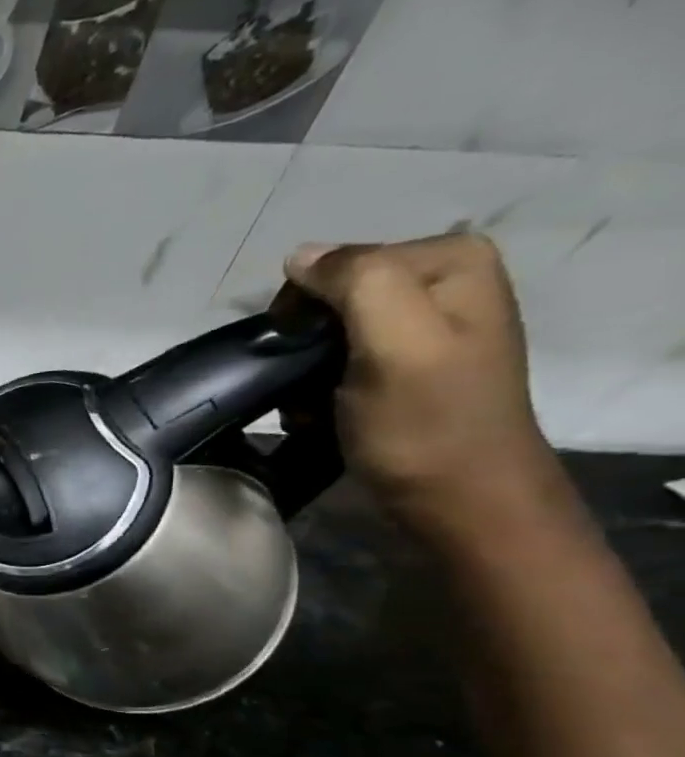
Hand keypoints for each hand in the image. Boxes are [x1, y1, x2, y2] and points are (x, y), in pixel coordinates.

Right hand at [284, 233, 571, 547]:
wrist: (458, 501)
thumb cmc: (425, 423)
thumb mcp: (396, 341)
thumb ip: (355, 282)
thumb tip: (299, 256)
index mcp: (451, 261)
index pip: (338, 262)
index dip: (304, 308)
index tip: (299, 356)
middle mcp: (443, 283)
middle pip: (332, 297)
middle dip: (305, 342)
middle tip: (306, 386)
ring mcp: (424, 328)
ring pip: (327, 332)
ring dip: (304, 371)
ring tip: (312, 406)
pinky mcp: (404, 367)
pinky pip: (337, 360)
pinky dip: (317, 388)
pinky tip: (323, 413)